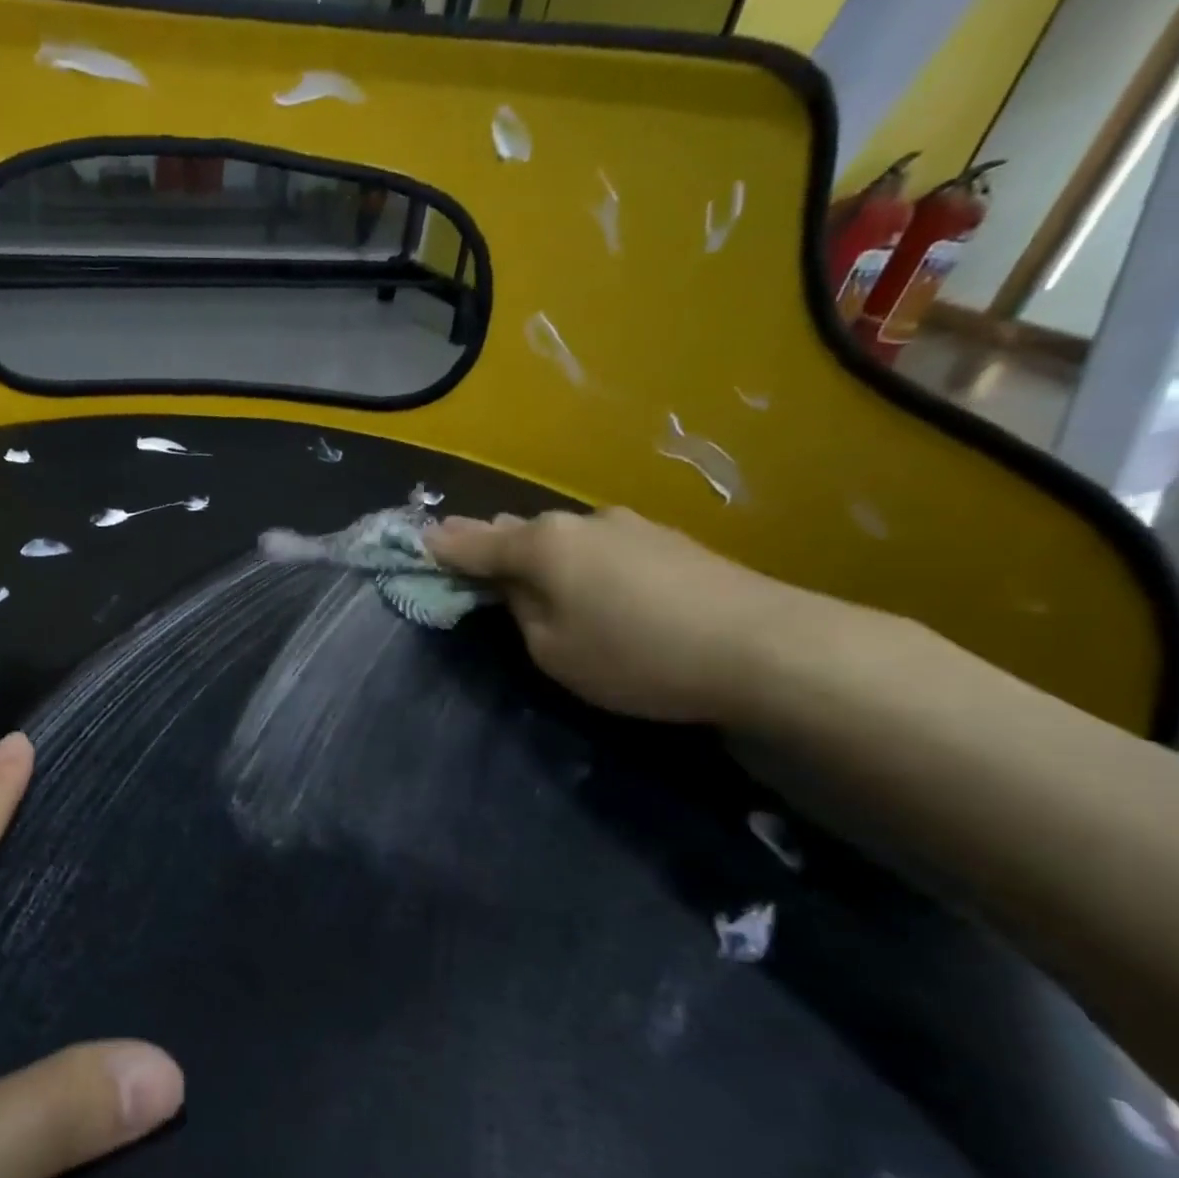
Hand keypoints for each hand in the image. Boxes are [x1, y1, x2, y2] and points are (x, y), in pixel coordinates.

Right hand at [426, 507, 838, 723]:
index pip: (474, 543)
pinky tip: (590, 581)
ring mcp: (630, 527)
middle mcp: (581, 522)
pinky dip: (580, 561)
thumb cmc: (634, 654)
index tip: (416, 542)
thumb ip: (520, 612)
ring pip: (564, 538)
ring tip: (524, 568)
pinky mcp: (668, 542)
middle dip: (489, 543)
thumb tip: (515, 586)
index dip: (442, 547)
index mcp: (542, 546)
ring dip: (538, 552)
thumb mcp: (553, 649)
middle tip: (463, 553)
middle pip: (520, 532)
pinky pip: (600, 547)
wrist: (762, 647)